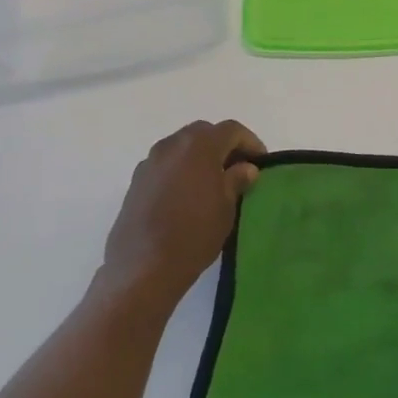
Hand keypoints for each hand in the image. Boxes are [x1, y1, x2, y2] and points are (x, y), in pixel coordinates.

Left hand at [101, 120, 264, 313]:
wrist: (143, 267)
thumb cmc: (194, 233)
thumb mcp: (227, 207)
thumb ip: (237, 180)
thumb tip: (245, 168)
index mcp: (199, 146)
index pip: (231, 130)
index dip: (250, 142)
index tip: (261, 162)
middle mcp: (171, 145)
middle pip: (204, 133)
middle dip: (224, 146)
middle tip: (238, 168)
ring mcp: (149, 162)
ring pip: (182, 147)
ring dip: (200, 157)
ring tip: (213, 182)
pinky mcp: (136, 182)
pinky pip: (165, 165)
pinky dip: (181, 170)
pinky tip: (188, 196)